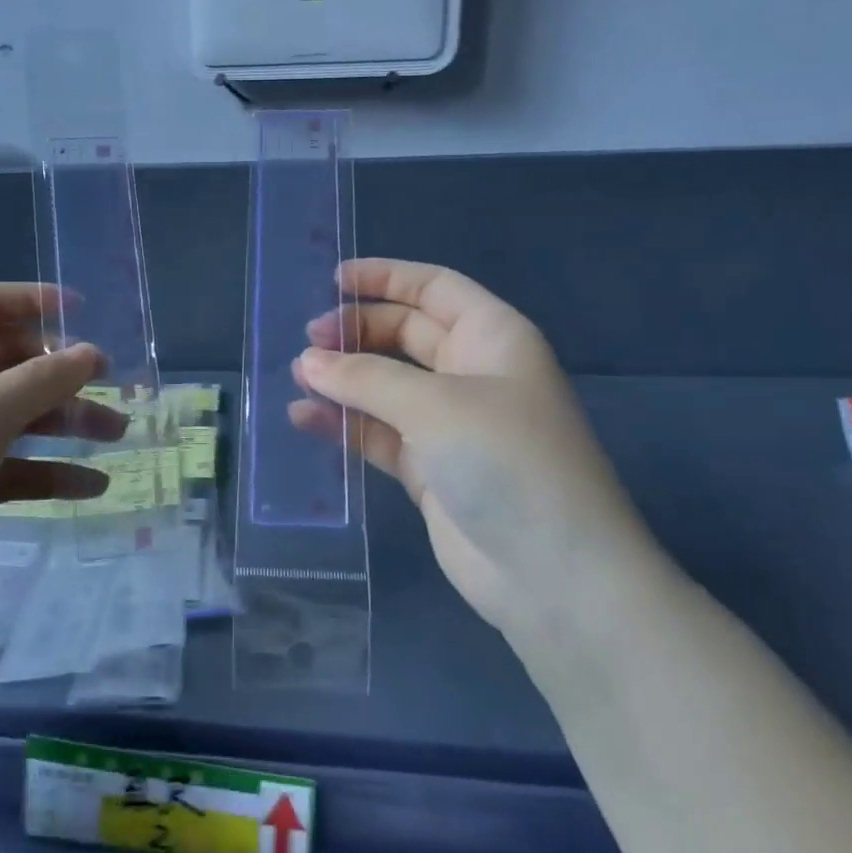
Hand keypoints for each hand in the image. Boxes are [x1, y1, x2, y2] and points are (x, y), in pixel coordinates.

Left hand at [0, 283, 124, 626]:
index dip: (33, 301)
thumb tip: (93, 354)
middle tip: (112, 384)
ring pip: (9, 413)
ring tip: (117, 434)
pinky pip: (3, 460)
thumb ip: (45, 378)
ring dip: (62, 422)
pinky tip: (90, 485)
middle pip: (2, 361)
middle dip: (59, 375)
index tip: (86, 310)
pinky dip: (43, 468)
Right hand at [293, 259, 671, 660]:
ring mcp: (451, 424)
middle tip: (307, 341)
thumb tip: (307, 362)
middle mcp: (473, 373)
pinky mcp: (431, 469)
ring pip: (388, 385)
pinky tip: (304, 420)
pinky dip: (345, 424)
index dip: (386, 278)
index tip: (332, 281)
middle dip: (357, 331)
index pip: (435, 289)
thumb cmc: (506, 461)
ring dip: (345, 379)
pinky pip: (379, 433)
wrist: (553, 575)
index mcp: (493, 338)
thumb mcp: (435, 405)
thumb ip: (366, 378)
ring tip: (297, 378)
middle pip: (406, 333)